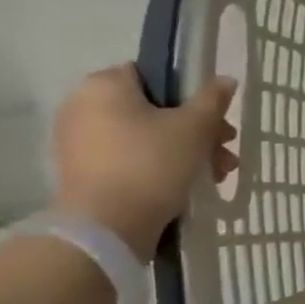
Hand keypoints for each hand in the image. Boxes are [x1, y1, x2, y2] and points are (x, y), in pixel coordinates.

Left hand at [52, 64, 237, 259]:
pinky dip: (158, 167)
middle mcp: (83, 106)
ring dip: (184, 152)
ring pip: (146, 137)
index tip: (216, 121)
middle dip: (196, 131)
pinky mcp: (83, 172)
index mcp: (105, 85)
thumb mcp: (194, 128)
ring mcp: (79, 141)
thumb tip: (225, 79)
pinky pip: (129, 158)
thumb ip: (213, 99)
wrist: (107, 228)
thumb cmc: (152, 165)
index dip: (191, 96)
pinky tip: (187, 186)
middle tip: (224, 152)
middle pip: (155, 110)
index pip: (155, 76)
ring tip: (215, 175)